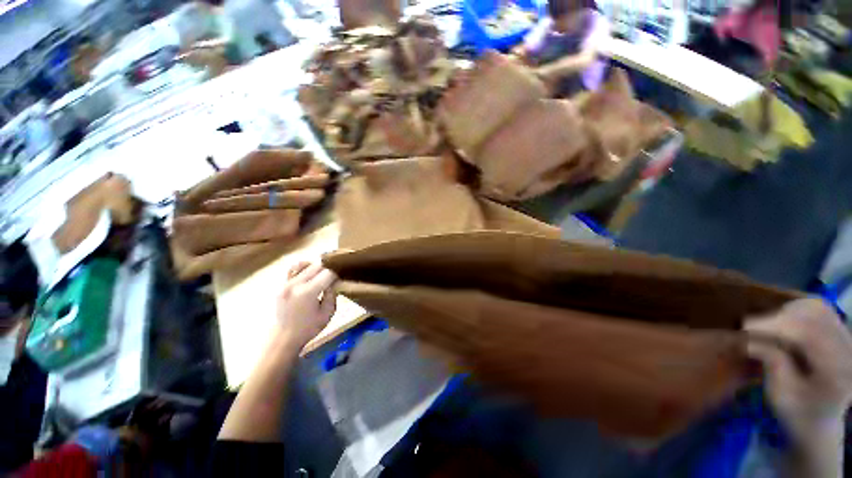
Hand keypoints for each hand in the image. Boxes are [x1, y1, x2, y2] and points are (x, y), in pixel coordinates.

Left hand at [275, 262, 337, 349]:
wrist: (285, 337)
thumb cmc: (310, 327)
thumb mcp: (328, 312)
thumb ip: (332, 294)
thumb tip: (334, 280)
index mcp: (308, 292)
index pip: (328, 273)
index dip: (337, 273)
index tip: (343, 276)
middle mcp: (296, 284)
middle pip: (317, 265)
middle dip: (329, 268)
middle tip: (336, 274)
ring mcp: (287, 283)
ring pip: (306, 264)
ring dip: (317, 266)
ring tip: (324, 272)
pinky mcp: (282, 284)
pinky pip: (294, 269)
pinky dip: (304, 267)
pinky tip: (310, 272)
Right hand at [745, 299, 851, 439]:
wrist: (819, 421)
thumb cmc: (797, 415)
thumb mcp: (781, 396)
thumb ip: (773, 366)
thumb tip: (751, 340)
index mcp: (837, 372)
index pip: (808, 335)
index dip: (774, 326)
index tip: (743, 327)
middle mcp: (849, 350)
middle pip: (815, 315)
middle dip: (779, 317)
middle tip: (753, 327)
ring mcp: (848, 339)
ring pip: (817, 307)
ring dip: (788, 311)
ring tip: (769, 325)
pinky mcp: (841, 333)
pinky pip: (820, 309)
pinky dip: (797, 310)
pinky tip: (785, 322)